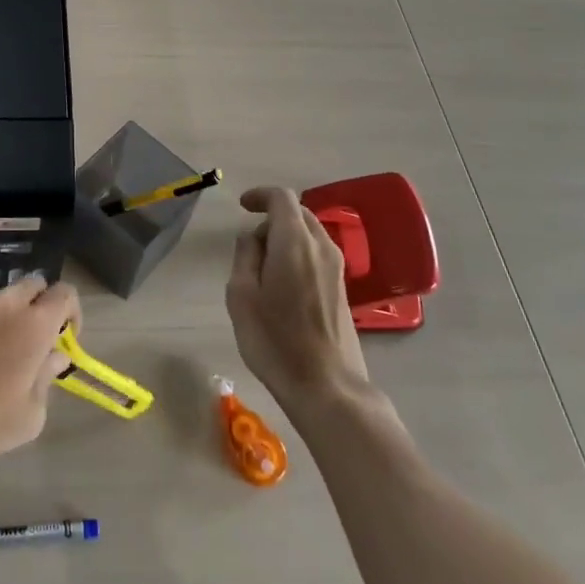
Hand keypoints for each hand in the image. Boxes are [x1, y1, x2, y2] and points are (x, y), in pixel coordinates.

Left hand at [0, 277, 79, 486]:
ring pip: (1, 299)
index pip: (65, 293)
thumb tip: (55, 356)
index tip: (64, 339)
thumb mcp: (28, 417)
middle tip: (32, 341)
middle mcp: (4, 304)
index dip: (72, 312)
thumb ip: (47, 379)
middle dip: (40, 305)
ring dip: (7, 318)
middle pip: (34, 285)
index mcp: (33, 324)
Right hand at [228, 186, 369, 408]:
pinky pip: (318, 254)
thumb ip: (245, 256)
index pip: (281, 198)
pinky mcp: (343, 289)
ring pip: (310, 234)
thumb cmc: (276, 341)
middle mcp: (321, 247)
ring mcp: (337, 268)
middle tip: (250, 243)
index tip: (242, 206)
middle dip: (272, 217)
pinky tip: (283, 283)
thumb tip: (253, 238)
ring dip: (286, 237)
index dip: (260, 195)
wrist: (328, 388)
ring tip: (264, 267)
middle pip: (298, 213)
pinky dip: (298, 253)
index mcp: (294, 241)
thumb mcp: (242, 296)